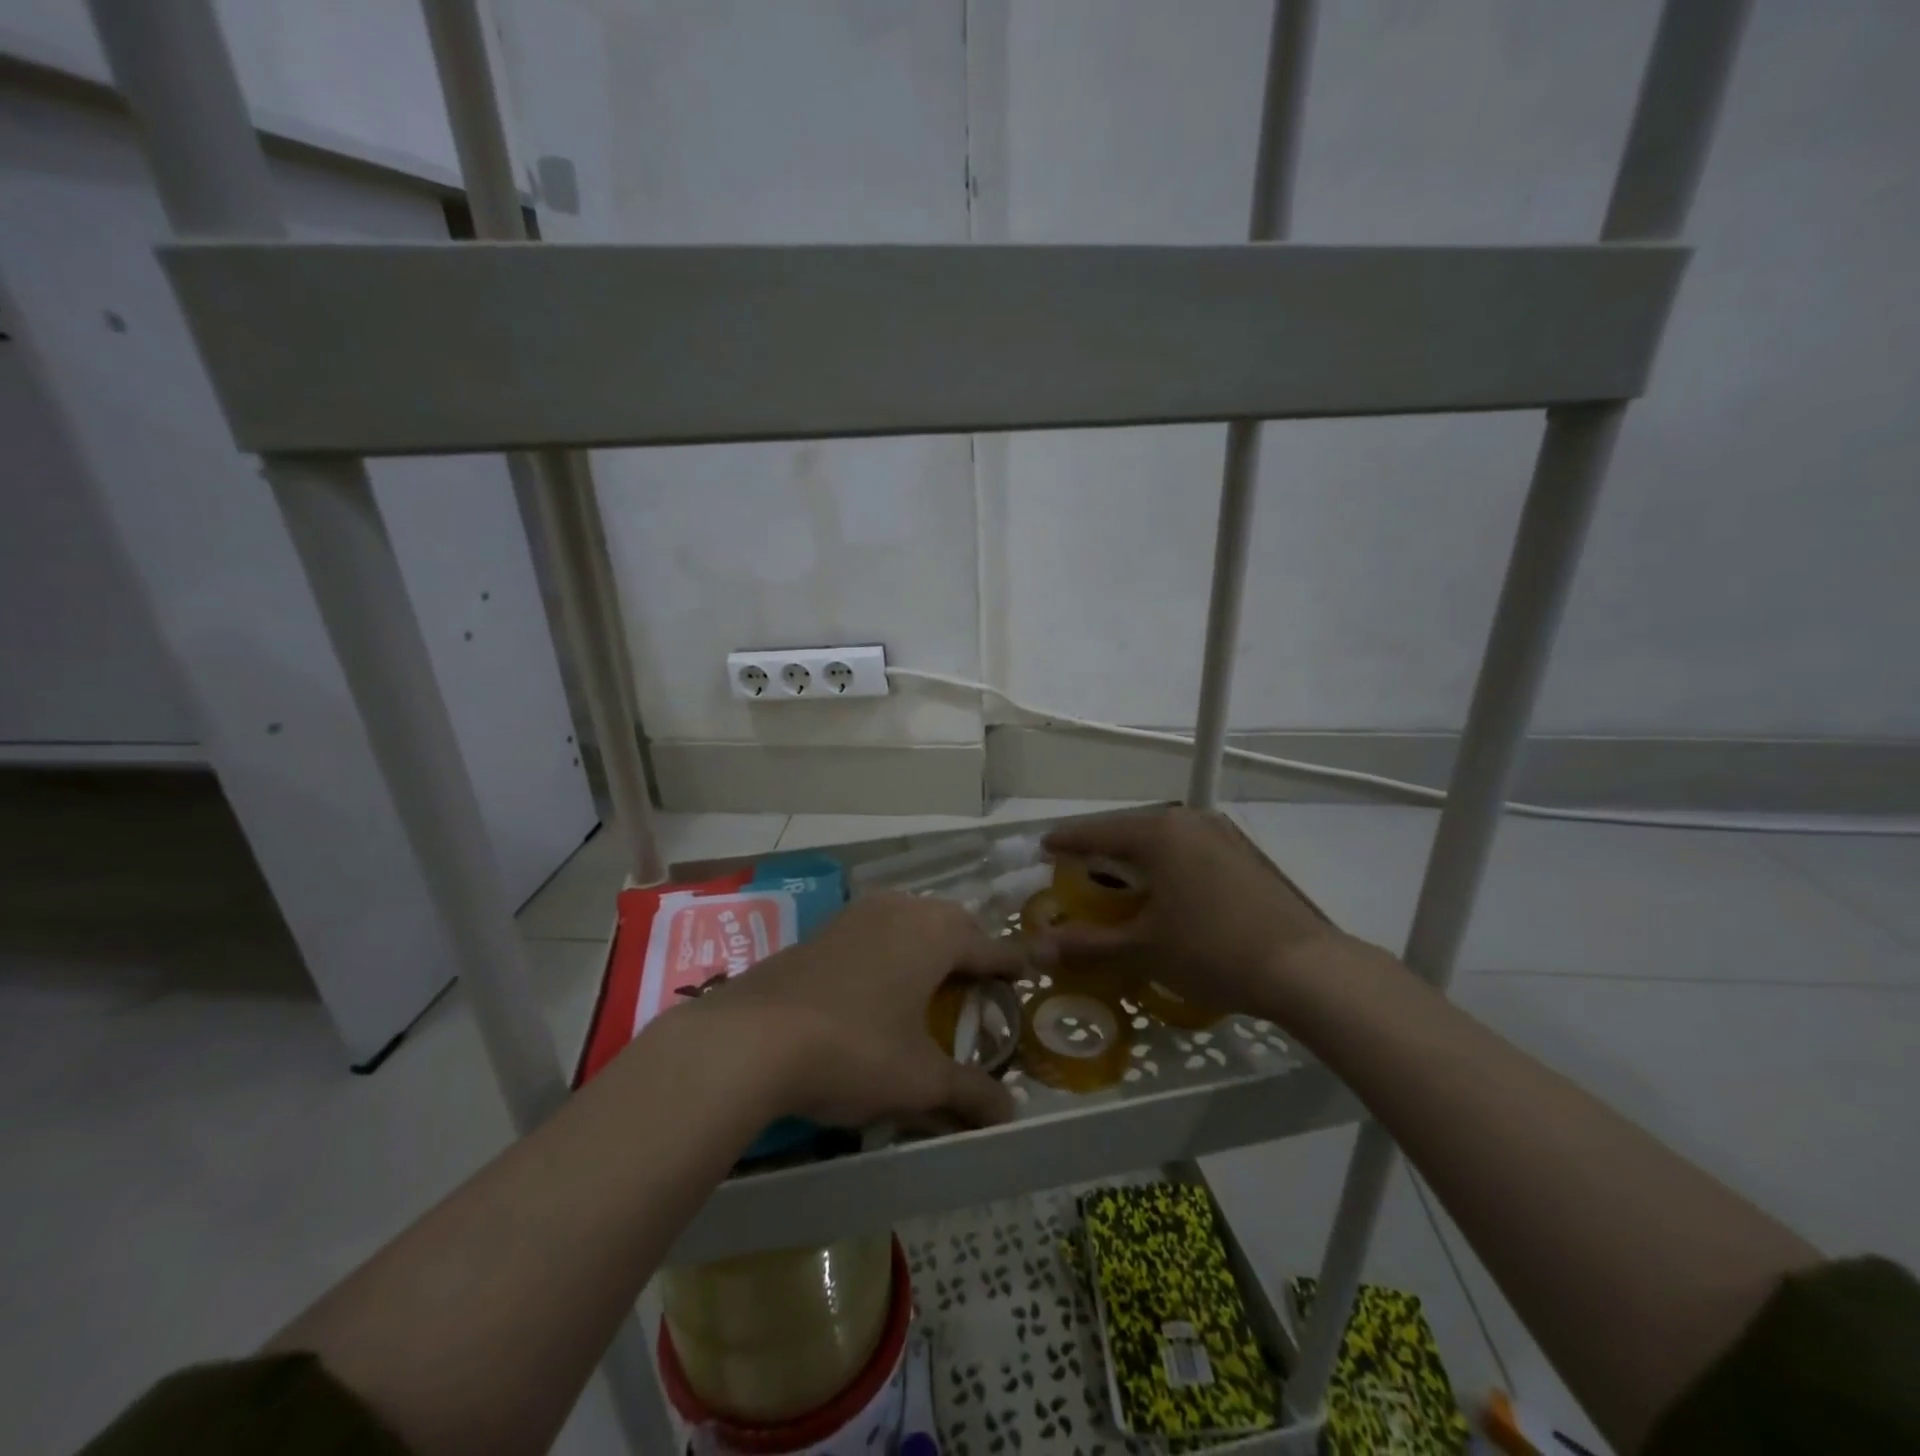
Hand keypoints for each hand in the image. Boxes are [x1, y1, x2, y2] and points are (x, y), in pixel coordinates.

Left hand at [684, 892, 1022, 1130]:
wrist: (752, 1038)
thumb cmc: (854, 1049)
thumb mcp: (919, 1080)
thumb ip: (969, 1094)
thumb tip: (1011, 1115)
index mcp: (935, 934)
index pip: (989, 944)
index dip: (1012, 961)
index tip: (1030, 970)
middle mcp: (901, 909)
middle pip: (951, 921)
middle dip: (971, 945)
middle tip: (982, 978)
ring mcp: (857, 914)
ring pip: (910, 917)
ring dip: (929, 940)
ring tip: (934, 976)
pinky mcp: (822, 929)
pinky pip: (875, 928)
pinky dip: (892, 946)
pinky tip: (880, 979)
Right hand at [1038, 809, 1367, 1017]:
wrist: (1305, 970)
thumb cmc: (1212, 951)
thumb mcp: (1143, 948)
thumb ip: (1088, 943)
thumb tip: (1038, 948)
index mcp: (1158, 834)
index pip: (1097, 831)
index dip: (1066, 842)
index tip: (1042, 848)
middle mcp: (1188, 823)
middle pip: (1130, 832)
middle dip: (1101, 853)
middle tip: (1077, 876)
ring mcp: (1221, 836)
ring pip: (1162, 842)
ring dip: (1136, 862)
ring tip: (1117, 888)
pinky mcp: (1243, 856)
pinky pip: (1188, 853)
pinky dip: (1166, 869)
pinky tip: (1165, 896)